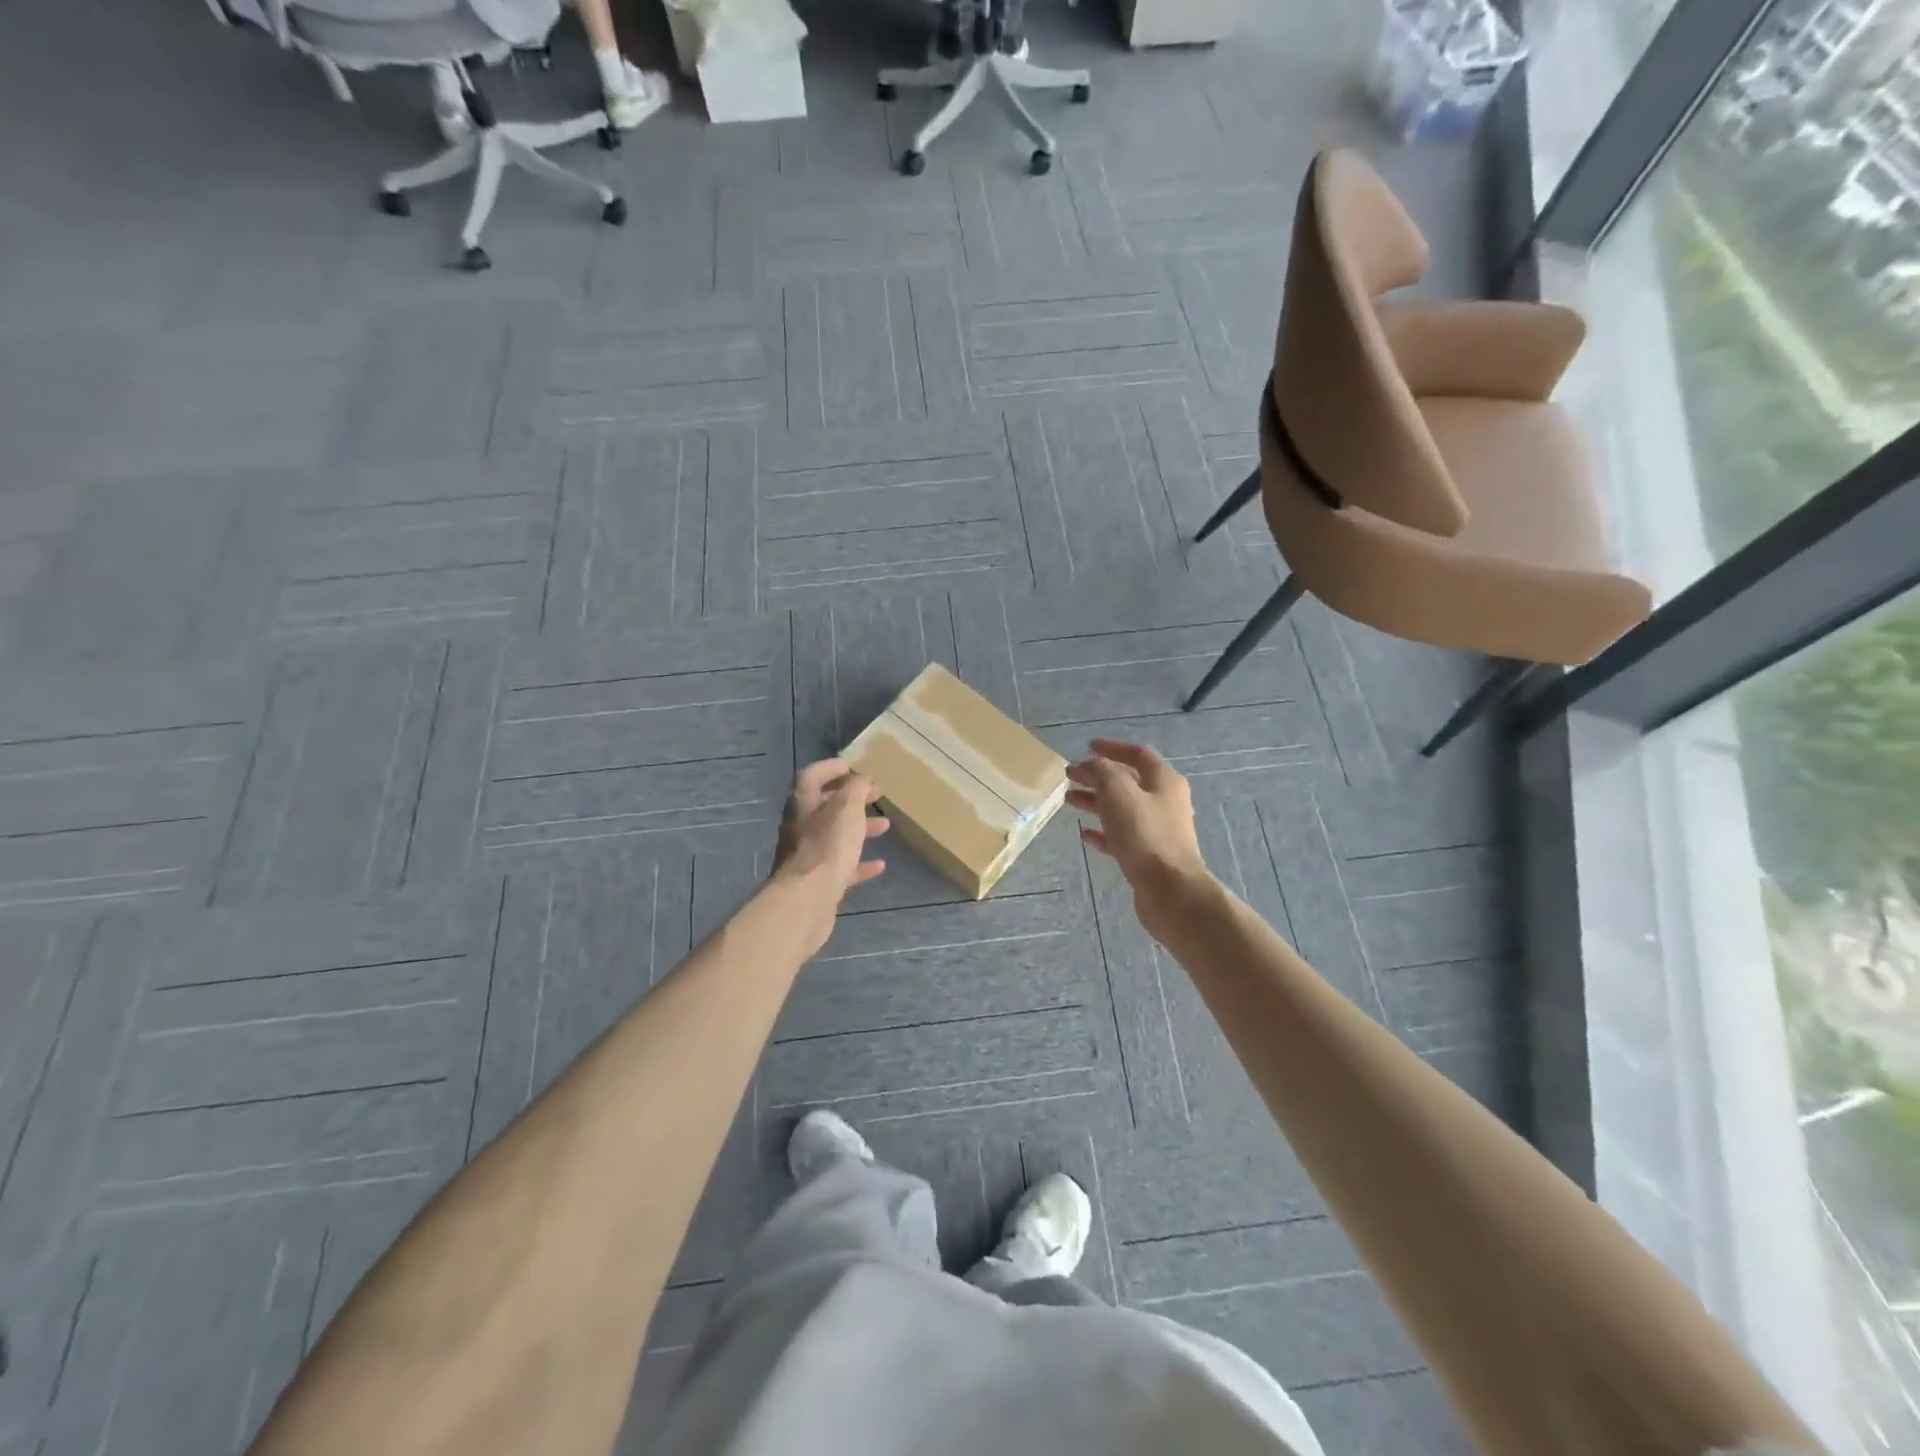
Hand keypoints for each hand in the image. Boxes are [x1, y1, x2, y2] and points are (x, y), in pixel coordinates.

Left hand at [771, 758, 888, 900]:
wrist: (807, 899)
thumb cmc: (828, 846)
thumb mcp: (847, 808)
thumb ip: (856, 788)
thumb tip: (861, 779)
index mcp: (803, 804)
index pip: (812, 776)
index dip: (830, 768)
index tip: (852, 765)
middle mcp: (800, 827)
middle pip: (825, 806)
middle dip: (851, 799)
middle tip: (875, 795)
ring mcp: (807, 856)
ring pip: (835, 836)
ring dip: (859, 829)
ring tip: (885, 826)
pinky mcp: (817, 882)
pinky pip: (841, 866)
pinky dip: (859, 863)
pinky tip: (879, 865)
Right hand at [1066, 739, 1210, 923]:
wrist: (1170, 890)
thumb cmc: (1144, 834)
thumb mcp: (1118, 792)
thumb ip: (1102, 772)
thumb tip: (1091, 764)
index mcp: (1164, 781)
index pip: (1138, 754)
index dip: (1112, 748)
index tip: (1087, 747)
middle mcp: (1165, 802)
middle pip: (1128, 781)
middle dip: (1098, 776)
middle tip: (1070, 775)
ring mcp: (1158, 830)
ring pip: (1122, 809)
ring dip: (1096, 802)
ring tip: (1069, 800)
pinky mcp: (1149, 855)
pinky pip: (1122, 836)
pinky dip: (1103, 831)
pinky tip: (1084, 834)